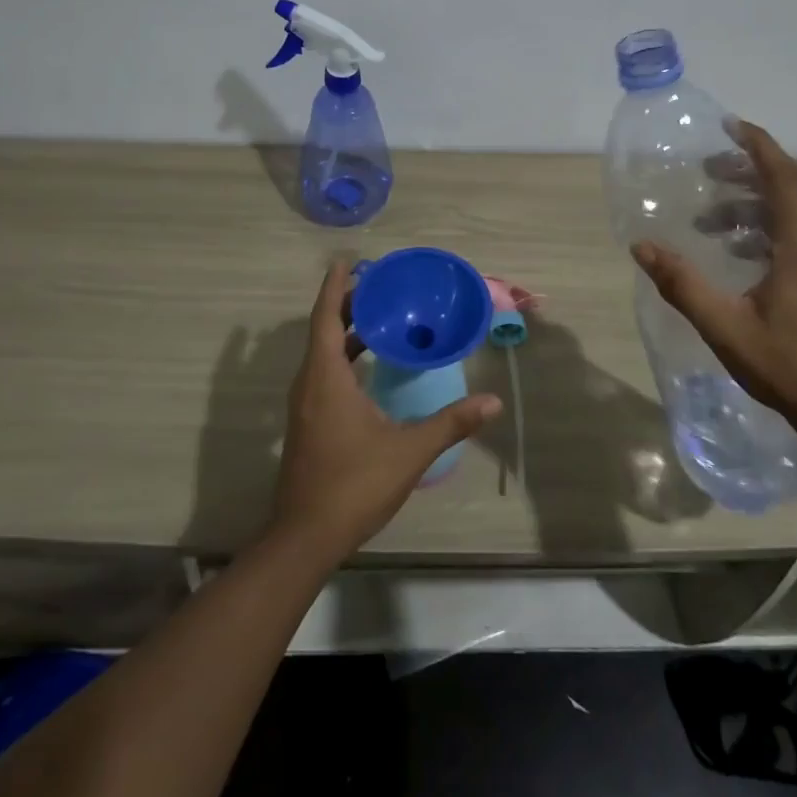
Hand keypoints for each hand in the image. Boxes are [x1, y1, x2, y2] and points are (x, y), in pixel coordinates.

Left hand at [268, 260, 501, 568]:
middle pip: (323, 329)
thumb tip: (492, 402)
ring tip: (379, 318)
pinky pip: (322, 373)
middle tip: (380, 286)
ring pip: (321, 353)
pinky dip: (342, 357)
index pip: (326, 317)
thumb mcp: (408, 451)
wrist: (306, 537)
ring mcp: (304, 405)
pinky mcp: (307, 423)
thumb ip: (450, 423)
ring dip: (344, 331)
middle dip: (346, 304)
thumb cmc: (354, 485)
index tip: (347, 260)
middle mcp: (309, 383)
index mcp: (325, 378)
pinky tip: (368, 366)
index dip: (335, 286)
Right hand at [632, 118, 796, 440]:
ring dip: (747, 205)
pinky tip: (731, 252)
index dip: (757, 145)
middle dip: (744, 172)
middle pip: (784, 189)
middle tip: (704, 170)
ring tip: (705, 217)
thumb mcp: (725, 326)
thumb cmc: (787, 365)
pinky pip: (791, 236)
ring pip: (787, 214)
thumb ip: (682, 284)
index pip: (782, 176)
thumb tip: (641, 247)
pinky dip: (759, 229)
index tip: (728, 125)